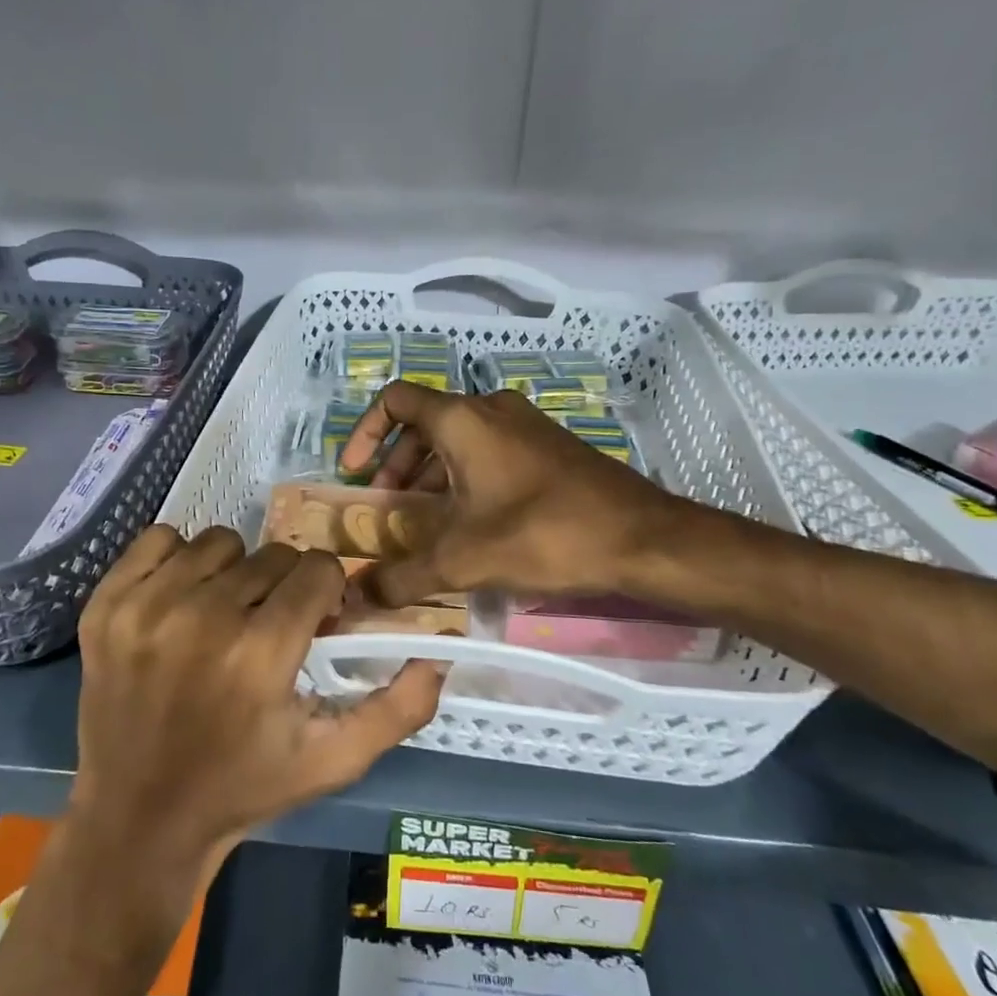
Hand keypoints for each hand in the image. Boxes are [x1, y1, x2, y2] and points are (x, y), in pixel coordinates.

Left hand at [71, 525, 443, 866]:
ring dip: (234, 573)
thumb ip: (397, 708)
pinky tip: (180, 603)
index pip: (317, 570)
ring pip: (220, 542)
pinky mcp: (106, 603)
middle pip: (273, 555)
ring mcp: (145, 607)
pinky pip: (159, 539)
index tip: (312, 625)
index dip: (325, 595)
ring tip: (224, 617)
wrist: (138, 818)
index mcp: (260, 654)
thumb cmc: (243, 787)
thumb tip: (438, 652)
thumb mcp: (332, 761)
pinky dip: (178, 562)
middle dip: (284, 587)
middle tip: (268, 629)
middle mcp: (202, 618)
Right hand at [337, 381, 697, 606]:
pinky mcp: (548, 447)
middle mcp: (492, 410)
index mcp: (463, 419)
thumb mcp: (463, 560)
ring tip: (424, 524)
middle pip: (424, 424)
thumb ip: (402, 577)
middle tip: (388, 510)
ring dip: (430, 475)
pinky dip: (464, 478)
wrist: (642, 538)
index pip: (396, 401)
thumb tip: (357, 595)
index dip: (365, 431)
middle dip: (396, 465)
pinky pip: (489, 451)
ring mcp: (525, 426)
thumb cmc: (543, 534)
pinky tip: (470, 524)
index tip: (354, 474)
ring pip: (458, 439)